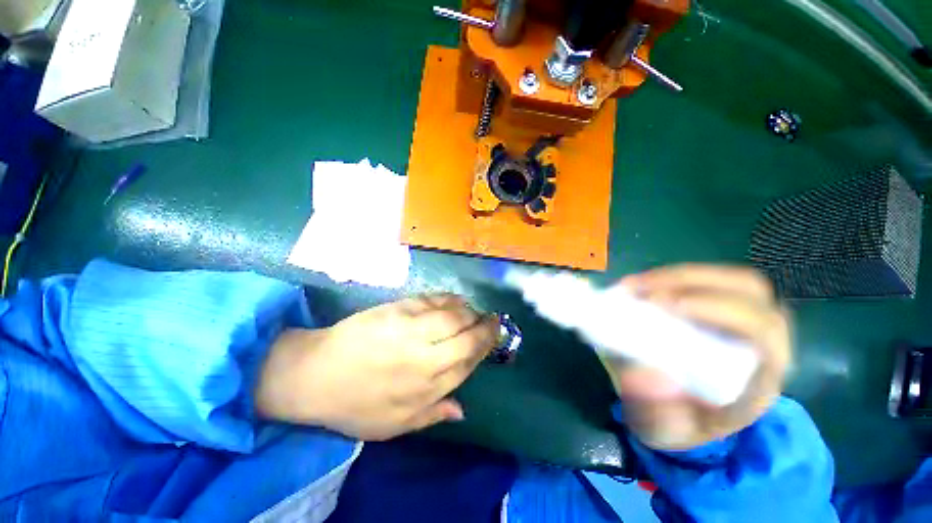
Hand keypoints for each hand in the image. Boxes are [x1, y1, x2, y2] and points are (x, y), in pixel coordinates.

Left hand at [255, 295, 498, 440]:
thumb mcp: (394, 426)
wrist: (316, 374)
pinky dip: (451, 299)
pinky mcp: (400, 308)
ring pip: (456, 315)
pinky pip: (435, 300)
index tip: (493, 339)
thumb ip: (432, 415)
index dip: (484, 349)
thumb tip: (462, 410)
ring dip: (471, 312)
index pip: (469, 362)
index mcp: (428, 387)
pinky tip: (457, 299)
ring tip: (475, 311)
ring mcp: (413, 329)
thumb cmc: (355, 404)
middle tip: (494, 321)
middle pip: (469, 337)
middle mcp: (427, 357)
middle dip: (487, 328)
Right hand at [604, 264, 791, 449]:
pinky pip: (705, 281)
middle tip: (640, 291)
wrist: (683, 416)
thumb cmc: (678, 425)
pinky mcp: (719, 310)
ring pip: (728, 279)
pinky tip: (639, 287)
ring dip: (676, 277)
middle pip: (748, 291)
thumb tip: (644, 372)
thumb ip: (654, 410)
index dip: (717, 309)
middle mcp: (762, 342)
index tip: (662, 305)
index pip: (762, 330)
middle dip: (690, 283)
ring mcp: (743, 321)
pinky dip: (668, 278)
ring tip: (634, 286)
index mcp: (759, 378)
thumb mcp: (662, 430)